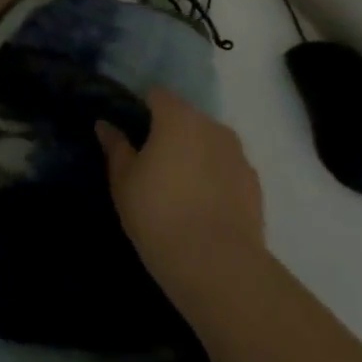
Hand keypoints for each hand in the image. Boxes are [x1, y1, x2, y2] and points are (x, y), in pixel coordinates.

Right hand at [97, 88, 266, 302]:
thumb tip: (105, 125)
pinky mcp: (256, 186)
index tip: (132, 136)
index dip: (142, 110)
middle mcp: (211, 126)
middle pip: (185, 118)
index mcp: (177, 117)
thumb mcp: (123, 181)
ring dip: (196, 155)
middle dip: (170, 133)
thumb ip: (116, 147)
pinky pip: (228, 170)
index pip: (156, 95)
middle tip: (153, 166)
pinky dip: (216, 179)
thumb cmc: (159, 214)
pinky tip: (205, 208)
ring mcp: (238, 155)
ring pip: (209, 144)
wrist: (218, 267)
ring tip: (181, 190)